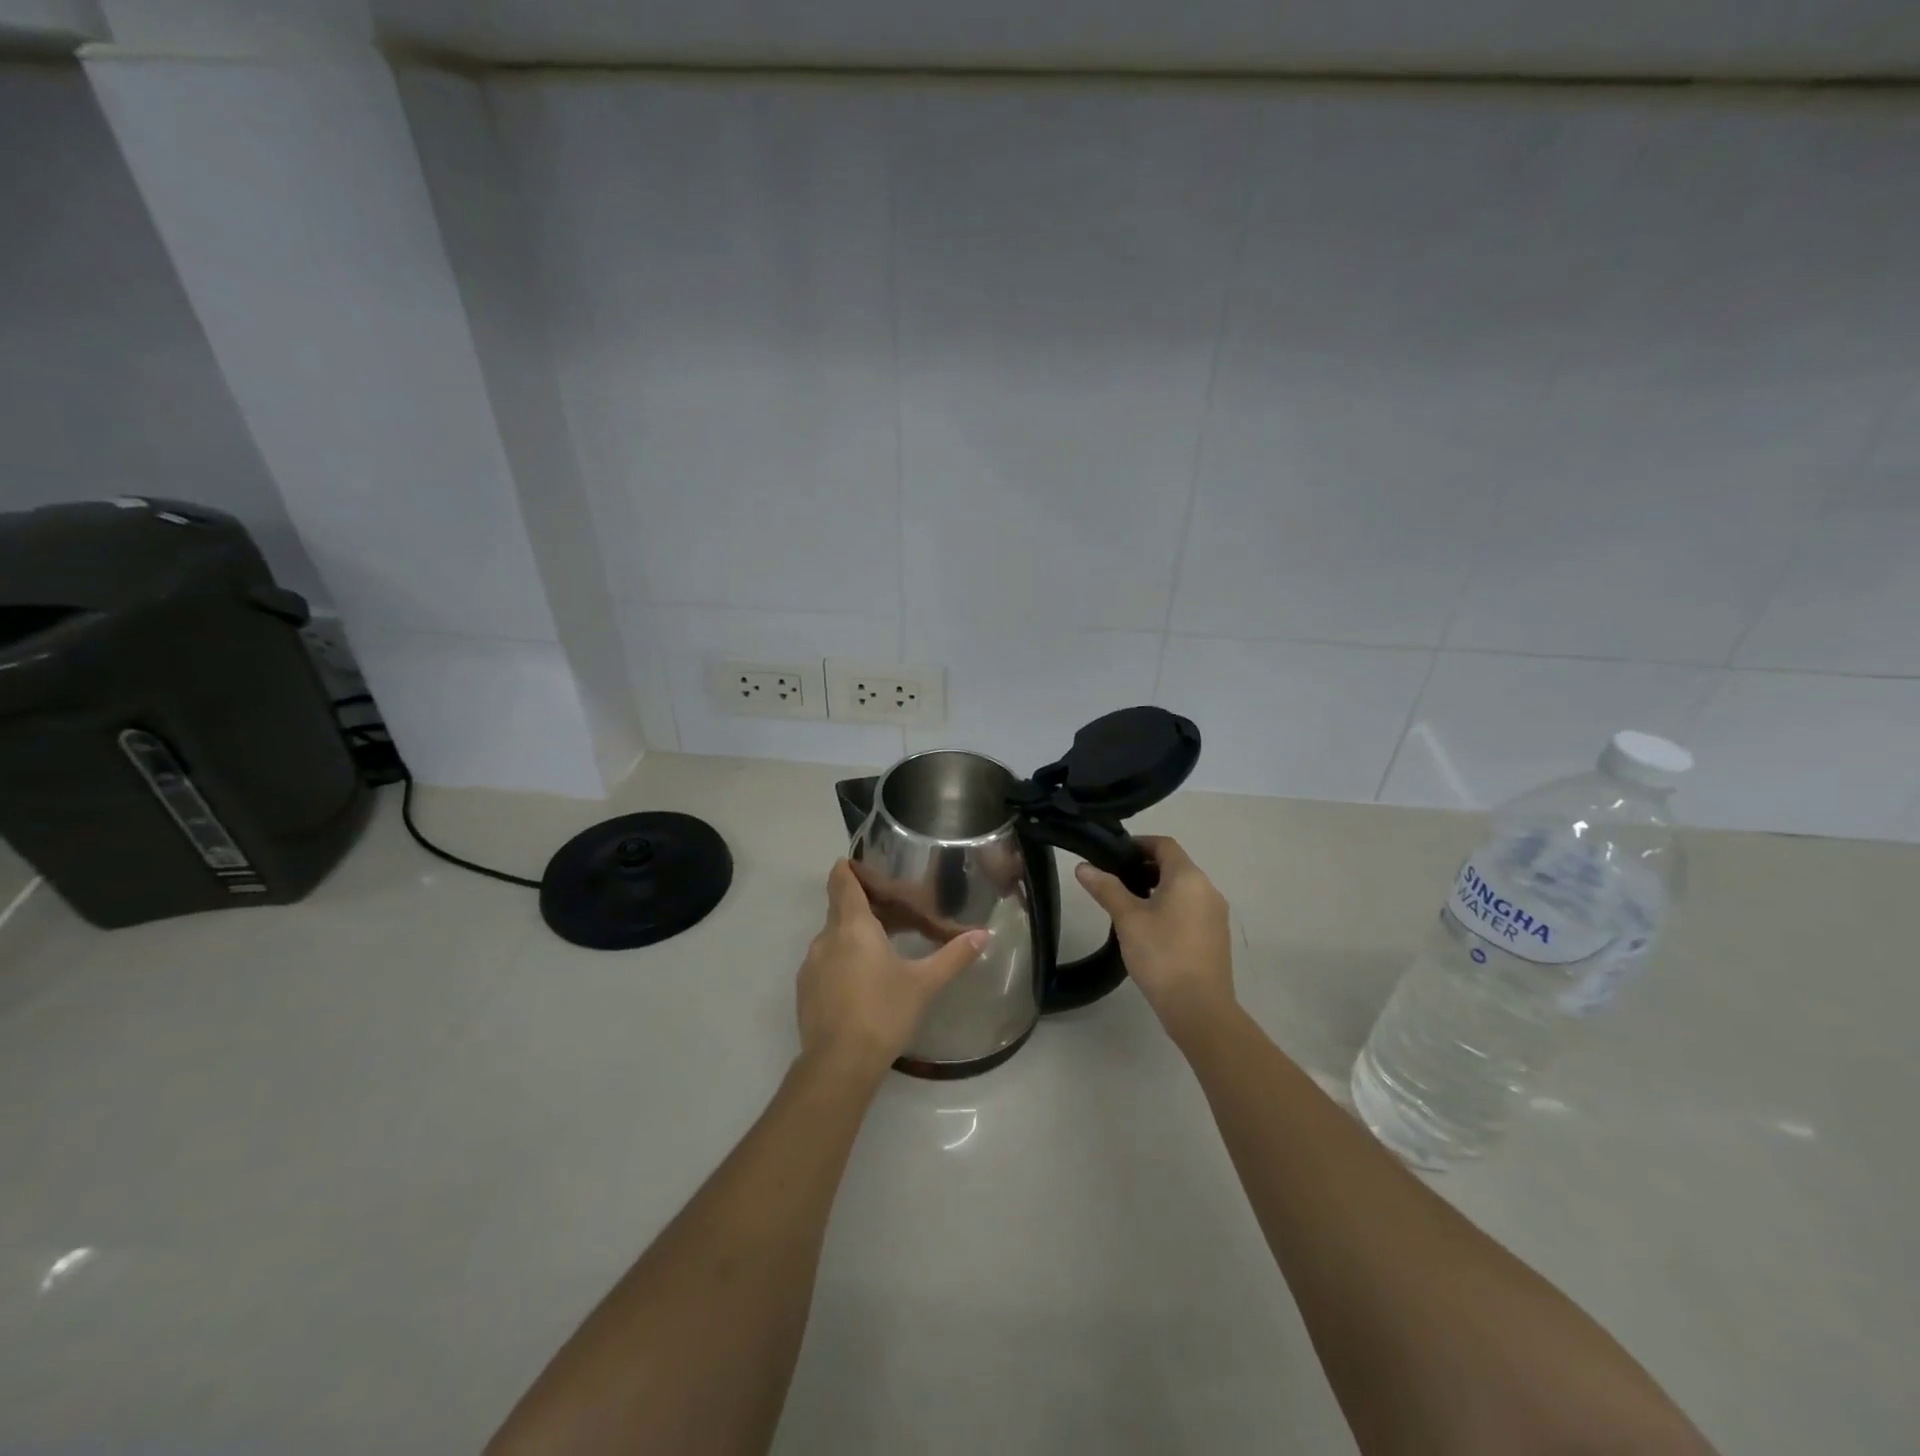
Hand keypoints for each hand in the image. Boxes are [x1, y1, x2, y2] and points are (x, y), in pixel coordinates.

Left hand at [797, 860, 988, 1079]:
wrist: (839, 1064)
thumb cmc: (884, 1012)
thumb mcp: (924, 983)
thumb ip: (953, 956)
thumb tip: (983, 935)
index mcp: (853, 926)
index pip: (842, 882)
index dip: (849, 869)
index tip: (861, 864)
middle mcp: (826, 937)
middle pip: (840, 908)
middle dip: (864, 906)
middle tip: (894, 913)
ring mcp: (811, 964)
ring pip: (833, 936)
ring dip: (854, 936)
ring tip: (883, 949)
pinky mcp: (805, 989)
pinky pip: (825, 961)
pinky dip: (842, 959)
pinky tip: (863, 982)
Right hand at [1076, 836, 1234, 1044]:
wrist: (1199, 1008)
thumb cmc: (1161, 954)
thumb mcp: (1128, 919)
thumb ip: (1106, 888)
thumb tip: (1083, 867)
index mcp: (1188, 877)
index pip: (1164, 844)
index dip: (1139, 844)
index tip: (1113, 855)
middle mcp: (1208, 889)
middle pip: (1175, 866)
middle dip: (1145, 867)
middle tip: (1115, 880)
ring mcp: (1216, 914)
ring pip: (1184, 889)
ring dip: (1157, 889)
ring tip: (1128, 905)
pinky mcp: (1217, 937)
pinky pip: (1191, 909)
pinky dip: (1171, 907)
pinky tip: (1150, 929)